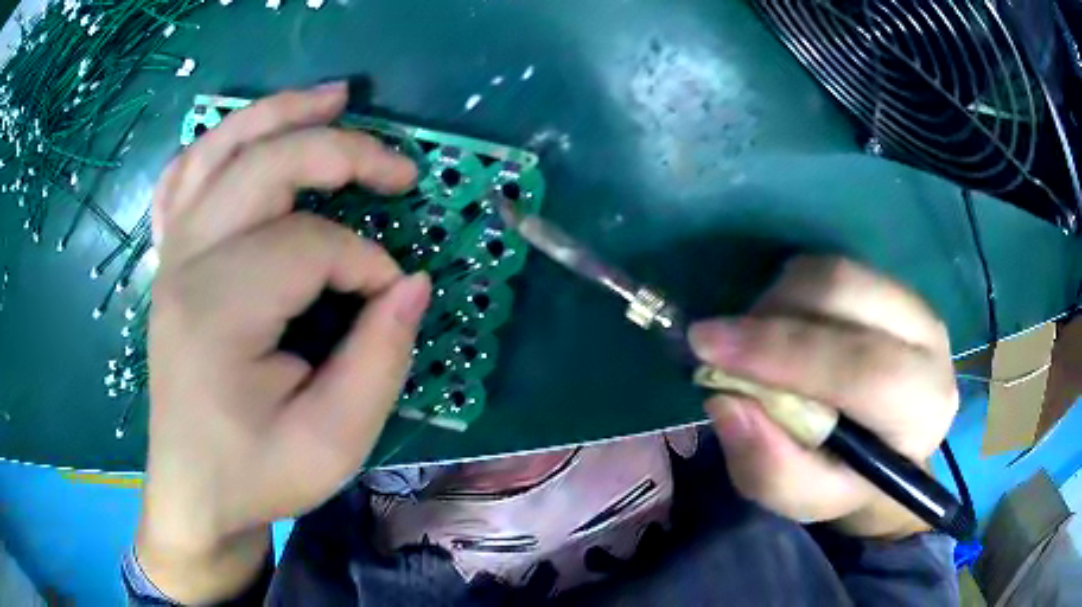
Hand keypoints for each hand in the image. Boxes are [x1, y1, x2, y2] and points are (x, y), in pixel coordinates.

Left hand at [137, 83, 429, 602]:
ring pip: (219, 150)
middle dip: (341, 153)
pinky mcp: (170, 261)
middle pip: (263, 167)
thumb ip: (379, 362)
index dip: (365, 261)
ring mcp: (171, 256)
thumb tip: (411, 284)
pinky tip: (248, 133)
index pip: (307, 246)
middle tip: (399, 168)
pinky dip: (218, 143)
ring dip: (279, 113)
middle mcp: (186, 267)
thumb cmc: (257, 474)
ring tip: (335, 95)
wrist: (195, 492)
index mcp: (217, 314)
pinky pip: (184, 178)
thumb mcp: (333, 444)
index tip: (391, 298)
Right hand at [689, 256, 957, 538]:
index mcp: (921, 411)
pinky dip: (793, 290)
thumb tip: (727, 399)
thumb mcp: (803, 497)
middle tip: (726, 344)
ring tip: (758, 342)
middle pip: (846, 295)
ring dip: (779, 299)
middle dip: (773, 314)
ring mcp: (915, 304)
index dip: (782, 352)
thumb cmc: (846, 479)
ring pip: (835, 272)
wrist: (886, 447)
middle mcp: (931, 344)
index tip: (707, 346)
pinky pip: (833, 268)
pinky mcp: (894, 286)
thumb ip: (770, 466)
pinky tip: (784, 326)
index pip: (861, 367)